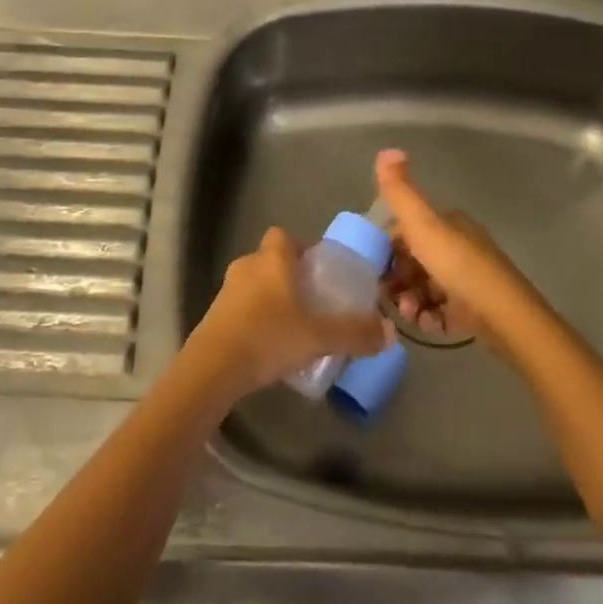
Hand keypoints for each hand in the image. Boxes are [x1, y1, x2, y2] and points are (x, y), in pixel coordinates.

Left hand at [189, 227, 392, 397]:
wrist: (213, 367)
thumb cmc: (268, 337)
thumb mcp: (319, 337)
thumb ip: (355, 333)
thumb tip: (390, 332)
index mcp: (271, 260)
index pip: (283, 236)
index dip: (301, 248)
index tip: (318, 270)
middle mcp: (246, 266)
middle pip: (270, 260)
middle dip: (288, 276)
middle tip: (311, 301)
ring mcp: (225, 291)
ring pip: (254, 285)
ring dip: (270, 299)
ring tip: (291, 327)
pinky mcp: (213, 316)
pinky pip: (240, 308)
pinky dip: (254, 319)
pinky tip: (268, 345)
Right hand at [375, 149, 539, 344]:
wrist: (503, 315)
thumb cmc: (458, 265)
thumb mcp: (423, 223)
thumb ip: (400, 191)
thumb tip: (385, 150)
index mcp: (449, 223)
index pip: (407, 230)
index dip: (387, 247)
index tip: (375, 267)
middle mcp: (459, 246)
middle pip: (414, 261)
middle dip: (397, 278)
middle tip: (390, 296)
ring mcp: (467, 280)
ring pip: (425, 287)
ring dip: (410, 300)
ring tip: (409, 314)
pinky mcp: (472, 311)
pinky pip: (440, 312)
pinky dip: (429, 317)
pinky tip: (425, 324)